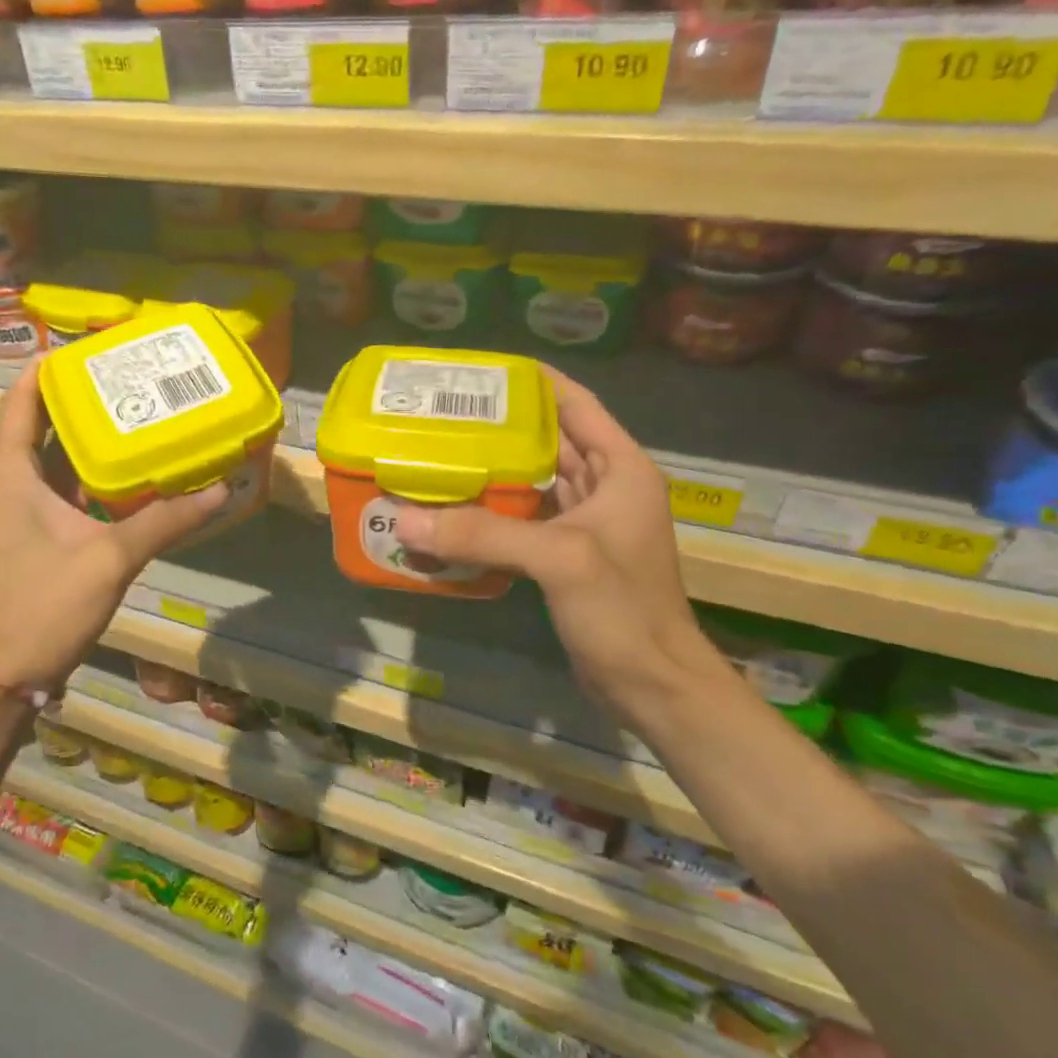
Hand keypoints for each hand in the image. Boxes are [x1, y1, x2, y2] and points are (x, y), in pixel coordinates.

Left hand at [0, 364, 228, 690]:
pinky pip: (71, 490)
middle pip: (45, 424)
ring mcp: (26, 512)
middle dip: (84, 398)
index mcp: (12, 473)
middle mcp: (14, 483)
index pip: (22, 400)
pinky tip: (139, 473)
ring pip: (61, 459)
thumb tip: (219, 489)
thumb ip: (165, 521)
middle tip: (133, 377)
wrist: (6, 674)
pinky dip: (99, 477)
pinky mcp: (41, 536)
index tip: (92, 347)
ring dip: (95, 438)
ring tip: (143, 413)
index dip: (50, 368)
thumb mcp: (109, 558)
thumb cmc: (43, 606)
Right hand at [393, 366, 718, 726]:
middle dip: (500, 425)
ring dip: (492, 469)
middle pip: (548, 439)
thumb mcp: (558, 559)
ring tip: (439, 452)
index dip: (533, 382)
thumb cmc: (623, 610)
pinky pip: (524, 519)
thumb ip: (484, 533)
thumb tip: (405, 519)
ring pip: (533, 480)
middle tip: (444, 413)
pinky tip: (453, 509)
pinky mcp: (565, 556)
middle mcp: (606, 487)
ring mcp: (586, 524)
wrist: (653, 686)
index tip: (482, 371)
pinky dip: (492, 512)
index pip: (576, 405)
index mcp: (622, 468)